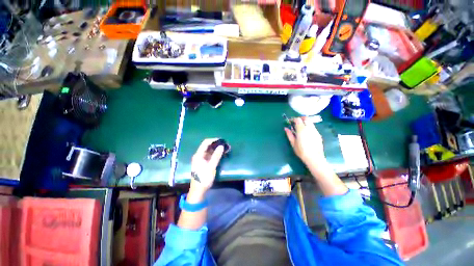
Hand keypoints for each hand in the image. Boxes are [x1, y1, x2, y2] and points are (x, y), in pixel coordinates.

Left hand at [189, 138, 224, 196]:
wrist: (198, 190)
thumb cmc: (204, 178)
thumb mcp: (211, 167)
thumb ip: (216, 156)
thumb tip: (221, 146)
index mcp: (198, 155)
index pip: (206, 143)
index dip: (214, 140)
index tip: (222, 140)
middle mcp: (199, 155)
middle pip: (207, 146)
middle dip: (216, 144)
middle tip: (225, 145)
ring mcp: (201, 159)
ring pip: (209, 151)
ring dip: (216, 149)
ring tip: (225, 148)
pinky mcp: (203, 163)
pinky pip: (210, 155)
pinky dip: (215, 154)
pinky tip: (221, 154)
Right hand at [284, 117, 325, 166]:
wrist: (314, 158)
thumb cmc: (301, 151)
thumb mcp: (293, 143)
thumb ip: (289, 134)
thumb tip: (286, 128)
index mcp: (302, 130)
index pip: (298, 119)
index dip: (293, 119)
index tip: (290, 122)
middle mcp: (309, 128)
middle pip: (306, 118)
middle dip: (300, 118)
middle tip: (295, 122)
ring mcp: (315, 131)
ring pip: (310, 122)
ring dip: (305, 122)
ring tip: (300, 128)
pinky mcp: (318, 134)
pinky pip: (313, 127)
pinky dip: (308, 127)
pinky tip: (306, 133)